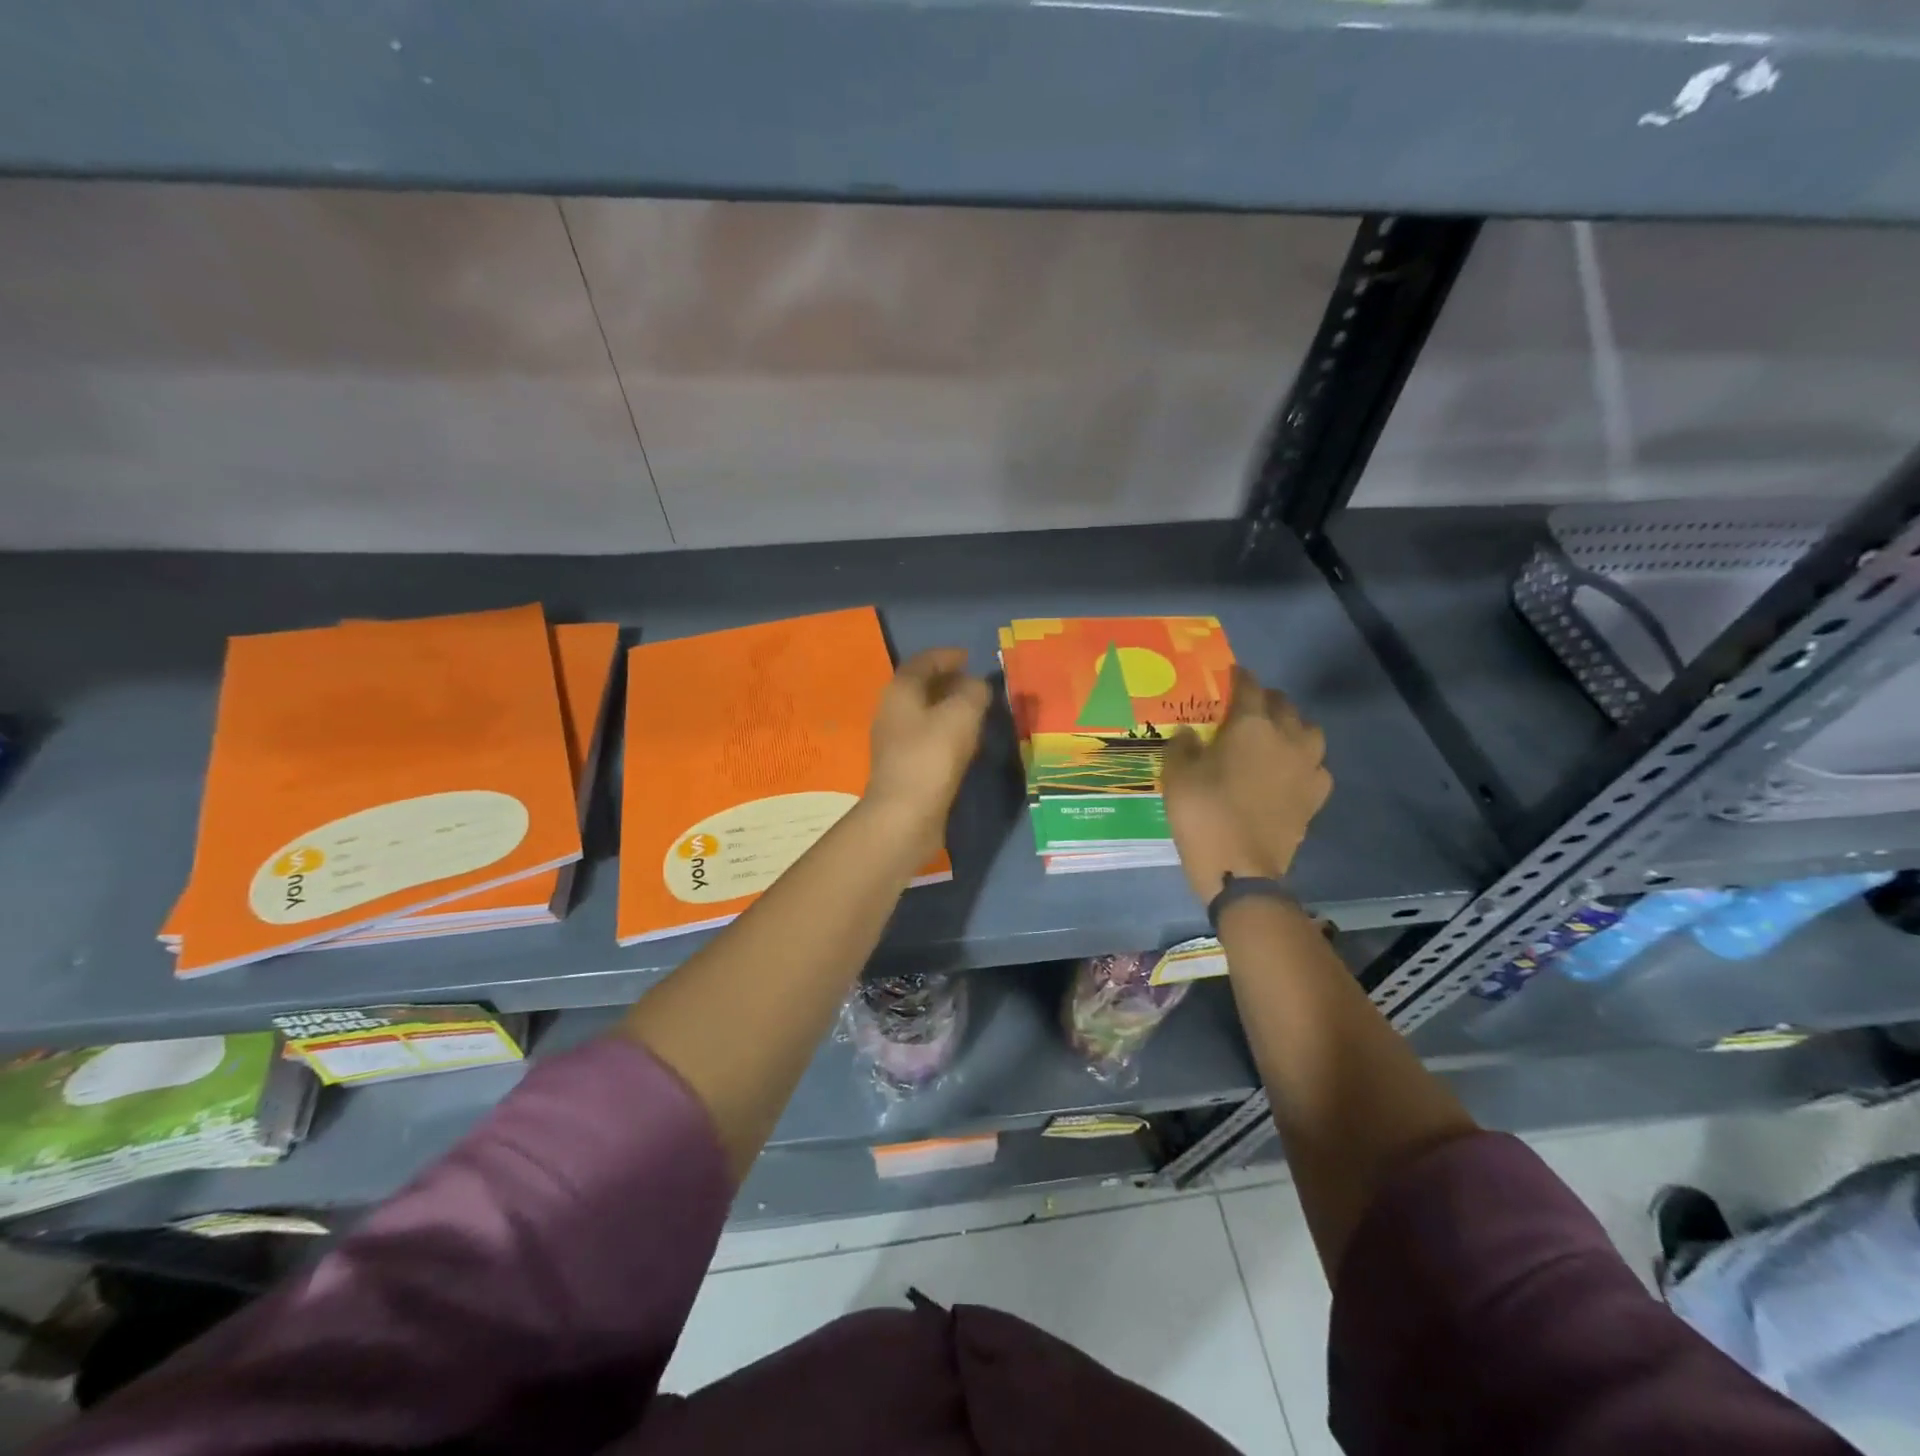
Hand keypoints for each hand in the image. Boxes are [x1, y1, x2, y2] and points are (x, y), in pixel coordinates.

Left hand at [864, 647, 991, 862]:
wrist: (905, 815)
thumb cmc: (932, 756)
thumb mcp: (962, 714)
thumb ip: (974, 692)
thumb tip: (977, 686)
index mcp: (900, 691)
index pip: (923, 661)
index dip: (947, 656)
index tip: (970, 657)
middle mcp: (892, 711)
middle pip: (921, 687)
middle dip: (949, 682)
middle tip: (977, 685)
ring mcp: (895, 740)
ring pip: (925, 713)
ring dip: (949, 708)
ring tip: (977, 711)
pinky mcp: (904, 766)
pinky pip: (927, 737)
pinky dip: (946, 731)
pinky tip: (966, 742)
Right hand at [1162, 666, 1331, 902]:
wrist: (1240, 867)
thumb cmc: (1203, 814)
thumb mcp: (1176, 776)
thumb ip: (1182, 746)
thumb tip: (1190, 734)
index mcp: (1251, 725)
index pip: (1249, 687)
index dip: (1238, 677)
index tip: (1229, 675)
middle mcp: (1287, 737)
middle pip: (1284, 705)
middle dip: (1266, 700)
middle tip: (1246, 708)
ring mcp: (1307, 768)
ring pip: (1310, 731)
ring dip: (1292, 727)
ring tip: (1274, 737)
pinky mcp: (1315, 797)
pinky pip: (1316, 767)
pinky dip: (1304, 763)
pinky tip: (1289, 773)